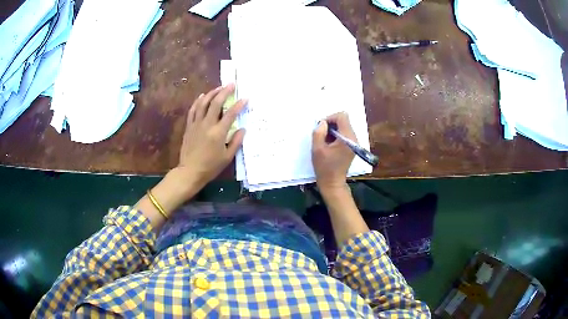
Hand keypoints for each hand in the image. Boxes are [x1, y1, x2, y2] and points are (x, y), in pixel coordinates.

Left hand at [175, 84, 245, 189]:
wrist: (190, 172)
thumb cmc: (210, 167)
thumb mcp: (227, 157)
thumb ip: (236, 142)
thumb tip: (242, 129)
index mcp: (218, 133)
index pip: (230, 114)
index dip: (239, 105)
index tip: (245, 98)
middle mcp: (207, 125)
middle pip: (216, 103)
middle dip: (224, 92)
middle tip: (231, 84)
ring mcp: (196, 124)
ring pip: (203, 103)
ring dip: (211, 93)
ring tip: (219, 88)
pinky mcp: (189, 126)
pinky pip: (193, 110)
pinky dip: (198, 101)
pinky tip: (202, 96)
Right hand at [312, 112, 355, 192]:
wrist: (333, 183)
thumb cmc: (324, 167)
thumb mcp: (317, 149)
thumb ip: (319, 132)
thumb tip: (323, 122)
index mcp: (347, 138)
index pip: (342, 116)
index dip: (330, 118)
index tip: (322, 128)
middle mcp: (354, 138)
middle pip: (344, 121)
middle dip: (331, 124)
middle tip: (322, 136)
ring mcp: (354, 142)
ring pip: (344, 127)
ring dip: (333, 130)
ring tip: (325, 142)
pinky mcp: (352, 146)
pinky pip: (345, 134)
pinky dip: (336, 136)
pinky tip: (330, 145)